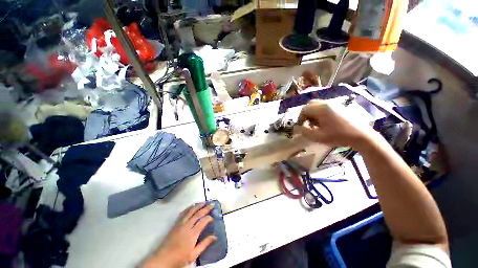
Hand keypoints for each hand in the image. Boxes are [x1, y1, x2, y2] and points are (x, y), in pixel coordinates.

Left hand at [143, 203, 216, 267]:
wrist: (163, 259)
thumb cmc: (179, 258)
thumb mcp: (194, 255)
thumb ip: (204, 244)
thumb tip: (214, 236)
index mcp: (192, 233)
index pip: (203, 221)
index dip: (209, 218)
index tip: (213, 217)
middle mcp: (187, 226)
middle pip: (198, 214)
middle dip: (206, 208)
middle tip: (212, 204)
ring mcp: (180, 224)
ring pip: (190, 211)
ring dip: (198, 206)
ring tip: (203, 202)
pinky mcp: (175, 224)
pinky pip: (183, 213)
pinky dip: (188, 208)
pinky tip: (191, 207)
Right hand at [297, 100, 375, 148]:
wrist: (361, 135)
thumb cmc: (339, 136)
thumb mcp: (318, 137)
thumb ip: (305, 131)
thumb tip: (300, 127)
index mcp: (321, 109)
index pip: (304, 109)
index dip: (300, 118)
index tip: (302, 127)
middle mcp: (326, 103)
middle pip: (309, 104)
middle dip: (305, 114)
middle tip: (307, 123)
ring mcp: (333, 104)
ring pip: (316, 105)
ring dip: (312, 113)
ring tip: (315, 123)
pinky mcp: (338, 106)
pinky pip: (323, 106)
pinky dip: (319, 112)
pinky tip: (323, 121)